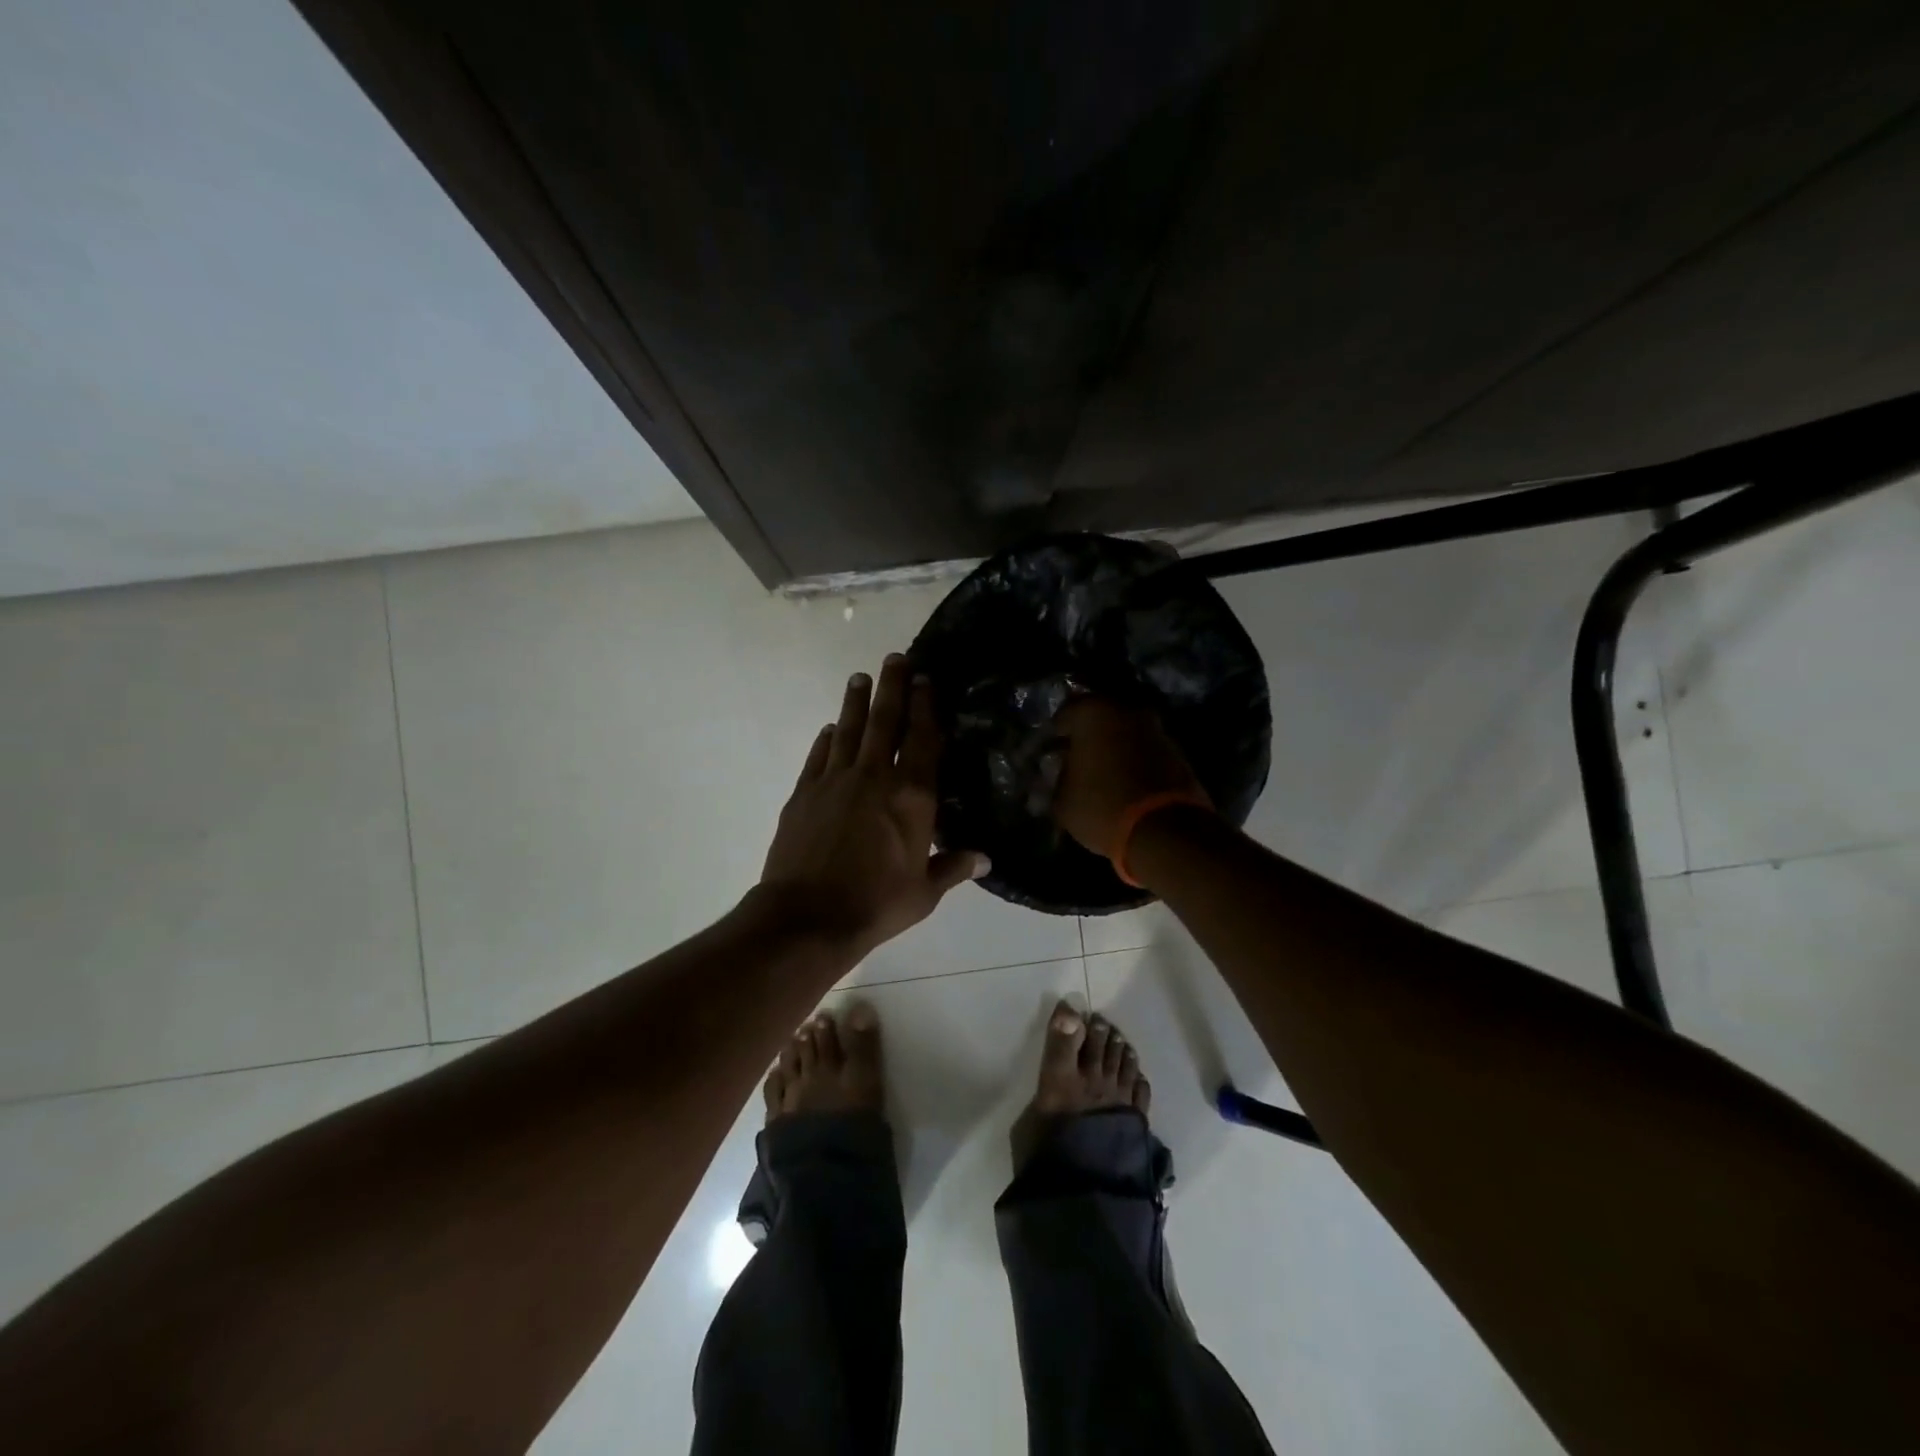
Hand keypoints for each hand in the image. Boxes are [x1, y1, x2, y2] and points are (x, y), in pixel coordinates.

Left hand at [759, 654, 987, 959]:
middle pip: (885, 721)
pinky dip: (827, 739)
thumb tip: (985, 859)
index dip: (926, 706)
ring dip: (856, 702)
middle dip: (892, 687)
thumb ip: (953, 867)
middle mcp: (875, 777)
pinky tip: (831, 729)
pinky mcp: (804, 792)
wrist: (807, 917)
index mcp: (912, 797)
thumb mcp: (924, 892)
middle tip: (895, 658)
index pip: (923, 740)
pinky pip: (819, 756)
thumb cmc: (876, 904)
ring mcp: (835, 781)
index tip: (926, 679)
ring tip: (860, 677)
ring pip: (849, 729)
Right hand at [1051, 698, 1210, 858]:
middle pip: (1099, 719)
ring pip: (1126, 733)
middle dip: (1087, 738)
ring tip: (1101, 775)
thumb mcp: (1062, 801)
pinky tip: (1126, 784)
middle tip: (1075, 761)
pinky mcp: (1179, 752)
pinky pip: (1146, 751)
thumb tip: (1060, 774)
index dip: (1055, 735)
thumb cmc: (1102, 807)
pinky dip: (1135, 762)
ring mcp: (1157, 730)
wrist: (1165, 831)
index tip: (1051, 753)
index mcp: (1093, 713)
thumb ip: (1057, 780)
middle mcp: (1127, 711)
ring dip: (1114, 749)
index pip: (1064, 715)